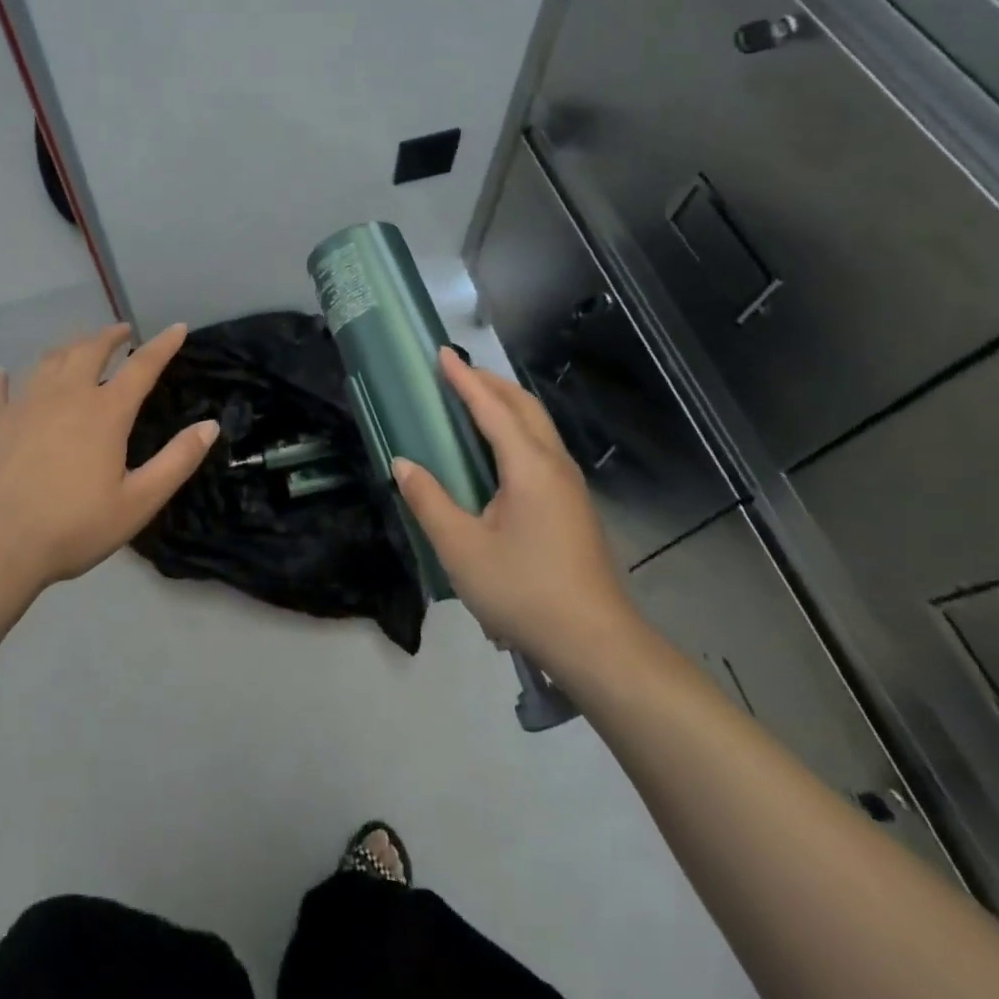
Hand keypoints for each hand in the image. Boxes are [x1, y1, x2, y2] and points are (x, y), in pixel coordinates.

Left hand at [0, 323, 217, 601]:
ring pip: (49, 361)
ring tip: (79, 345)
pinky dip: (5, 378)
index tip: (177, 327)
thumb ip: (177, 461)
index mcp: (105, 412)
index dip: (163, 345)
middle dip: (110, 336)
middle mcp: (65, 395)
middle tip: (122, 332)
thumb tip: (211, 425)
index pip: (142, 367)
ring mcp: (24, 404)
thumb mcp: (138, 502)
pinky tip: (3, 373)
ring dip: (69, 347)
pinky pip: (0, 389)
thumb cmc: (72, 527)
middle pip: (90, 350)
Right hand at [393, 348, 641, 678]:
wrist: (596, 644)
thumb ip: (429, 501)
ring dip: (506, 404)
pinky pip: (541, 448)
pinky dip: (516, 429)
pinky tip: (499, 451)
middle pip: (524, 407)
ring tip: (474, 401)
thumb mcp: (461, 548)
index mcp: (529, 466)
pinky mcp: (573, 506)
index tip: (442, 353)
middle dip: (490, 383)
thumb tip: (402, 464)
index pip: (493, 408)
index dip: (465, 379)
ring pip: (538, 427)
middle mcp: (554, 465)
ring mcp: (569, 486)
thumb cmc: (524, 591)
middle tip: (456, 372)